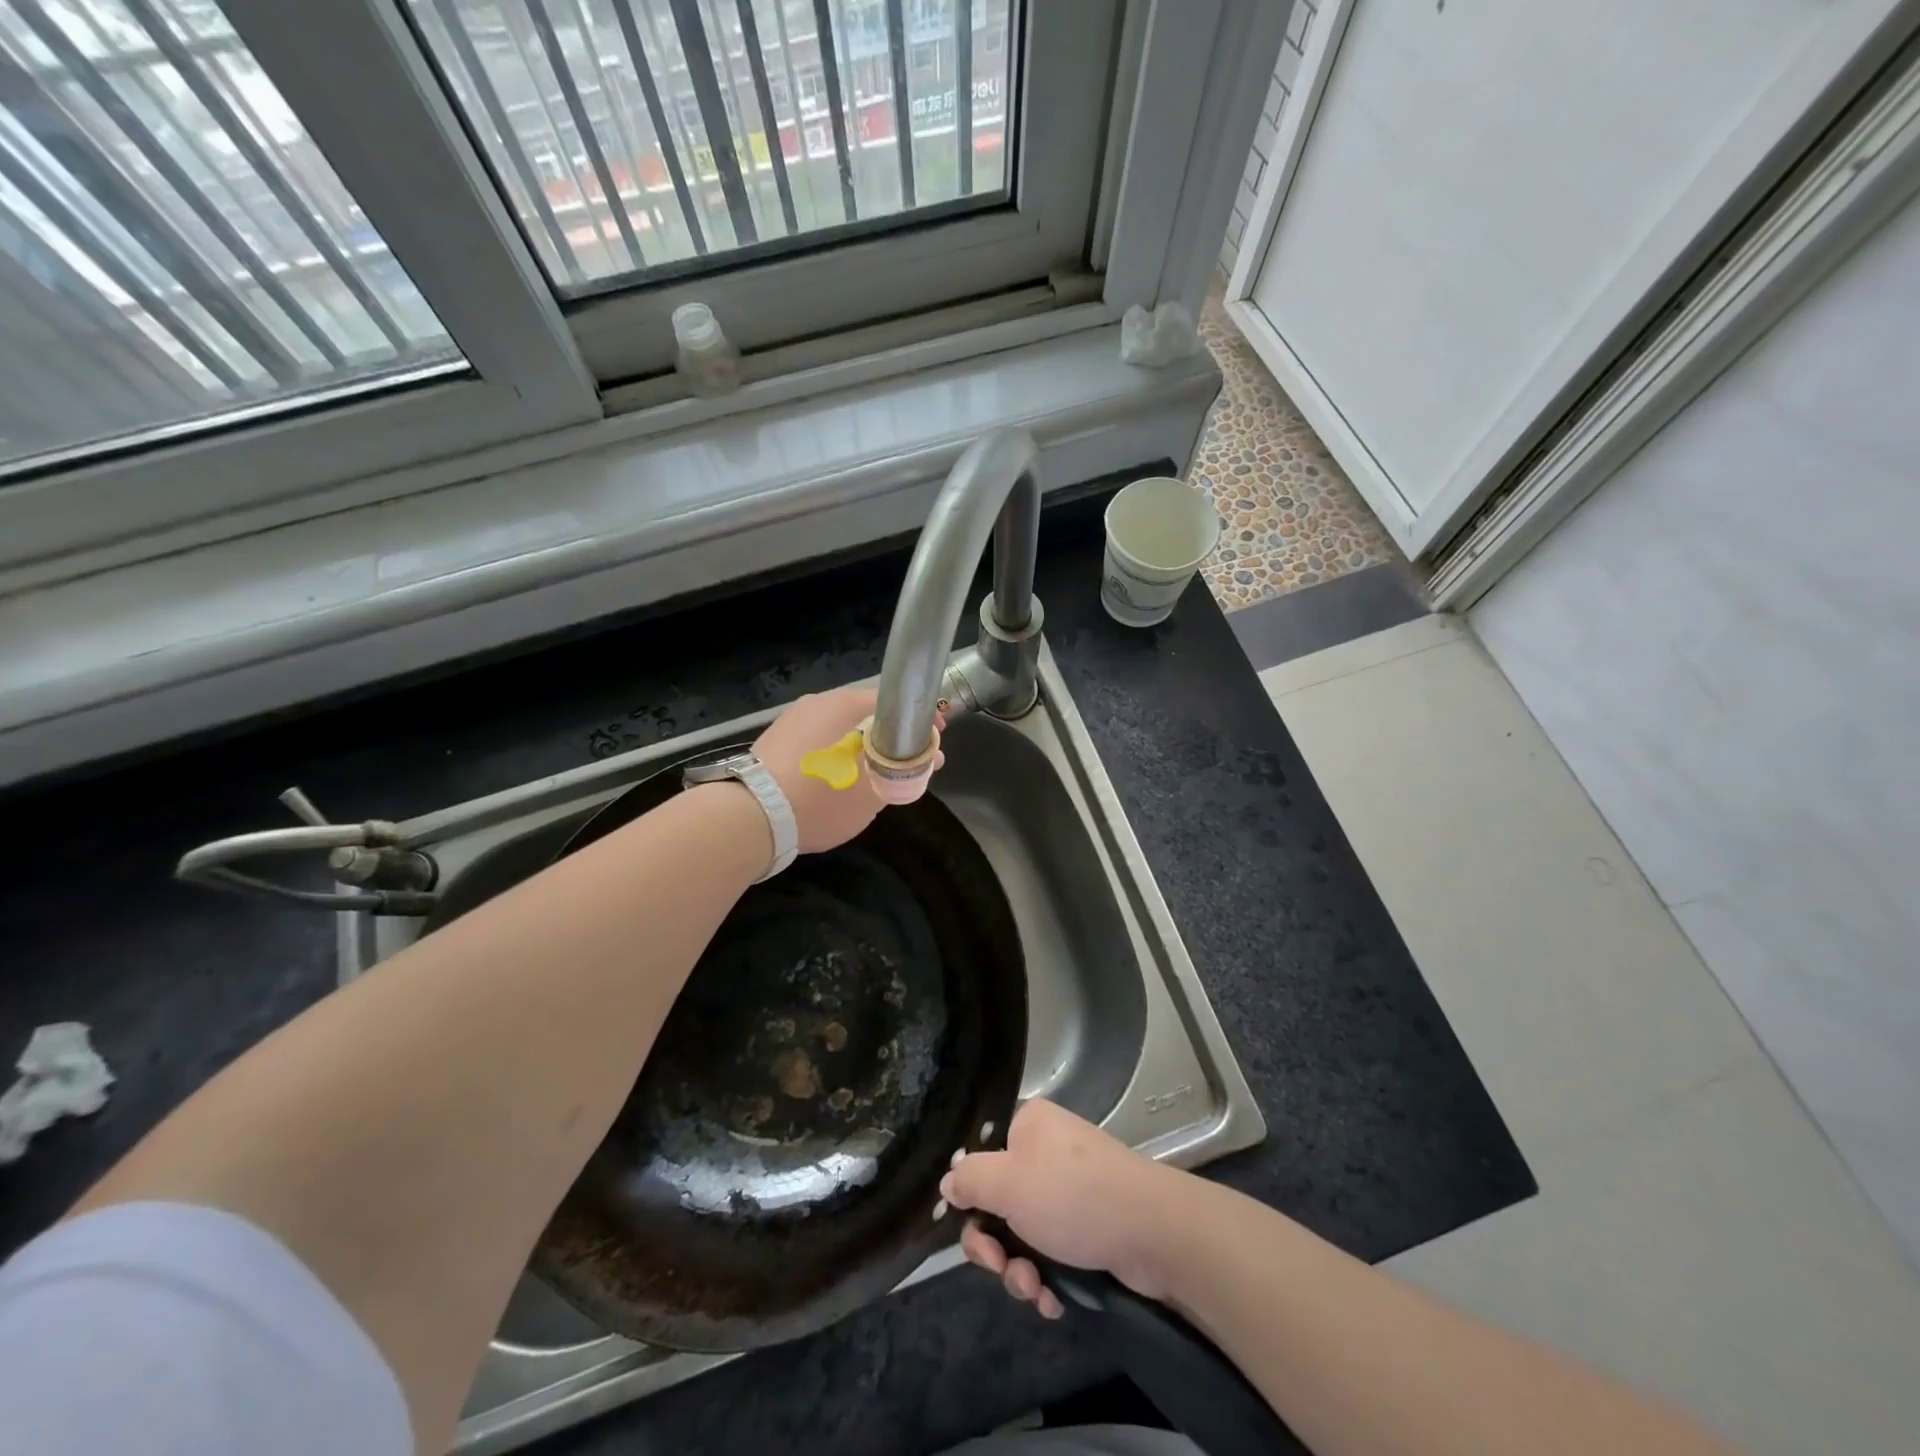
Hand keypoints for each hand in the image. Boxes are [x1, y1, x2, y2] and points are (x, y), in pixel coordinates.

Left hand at [753, 685, 935, 854]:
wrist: (749, 818)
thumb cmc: (819, 799)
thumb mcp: (872, 794)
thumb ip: (903, 773)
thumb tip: (925, 760)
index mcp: (845, 704)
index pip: (895, 702)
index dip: (920, 723)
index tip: (935, 744)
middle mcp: (818, 702)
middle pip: (868, 716)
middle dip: (893, 739)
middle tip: (910, 767)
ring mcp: (793, 720)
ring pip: (842, 730)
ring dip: (864, 749)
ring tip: (876, 779)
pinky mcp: (775, 741)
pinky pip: (819, 742)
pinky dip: (837, 755)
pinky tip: (840, 782)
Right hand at [941, 1099, 1183, 1319]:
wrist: (1153, 1231)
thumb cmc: (1072, 1196)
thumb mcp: (1008, 1184)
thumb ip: (969, 1179)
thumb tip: (949, 1180)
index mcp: (1028, 1125)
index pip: (982, 1158)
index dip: (972, 1200)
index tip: (975, 1233)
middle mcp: (1048, 1151)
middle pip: (1000, 1202)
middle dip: (997, 1247)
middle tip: (1003, 1269)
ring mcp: (1072, 1190)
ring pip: (1025, 1235)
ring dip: (1021, 1270)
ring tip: (1036, 1290)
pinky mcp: (1092, 1225)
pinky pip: (1053, 1252)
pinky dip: (1048, 1278)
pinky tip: (1054, 1300)